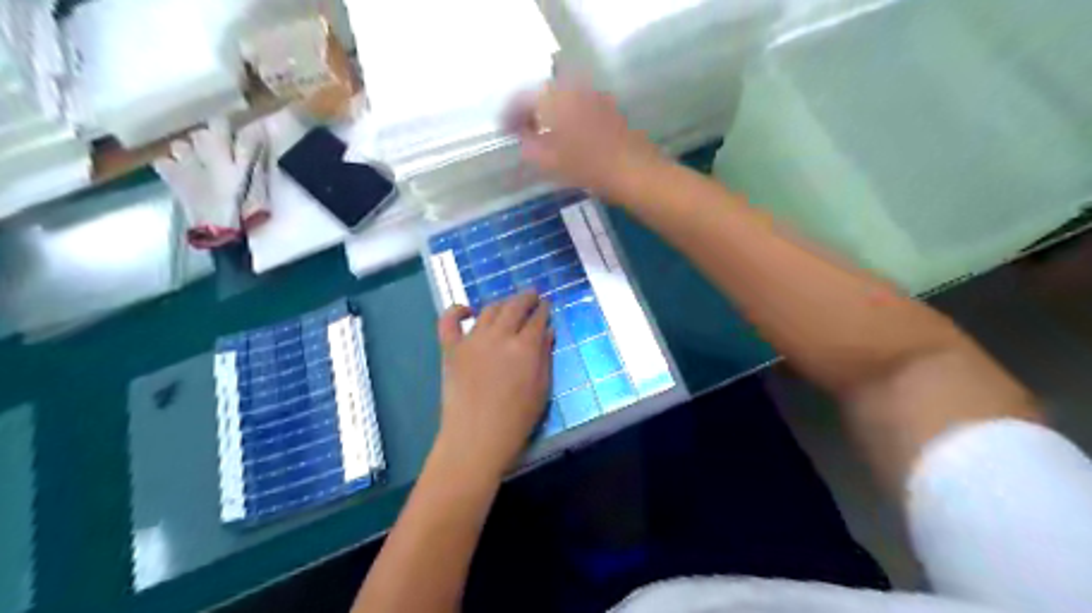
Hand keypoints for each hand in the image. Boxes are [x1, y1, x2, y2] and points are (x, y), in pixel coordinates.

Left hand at [434, 292, 551, 477]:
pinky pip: (449, 322)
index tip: (547, 305)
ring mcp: (472, 340)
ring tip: (508, 305)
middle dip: (526, 298)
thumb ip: (545, 357)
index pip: (537, 318)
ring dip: (502, 303)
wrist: (476, 438)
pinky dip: (456, 311)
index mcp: (525, 347)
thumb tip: (548, 332)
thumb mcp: (542, 389)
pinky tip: (466, 310)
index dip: (544, 309)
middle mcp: (499, 336)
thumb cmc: (517, 419)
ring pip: (489, 310)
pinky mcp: (451, 349)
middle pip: (514, 307)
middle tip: (532, 296)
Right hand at [506, 77, 665, 202]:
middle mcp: (573, 88)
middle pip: (543, 93)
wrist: (634, 172)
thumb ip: (529, 146)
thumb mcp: (548, 162)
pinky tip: (568, 135)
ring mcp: (594, 95)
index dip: (509, 114)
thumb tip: (523, 137)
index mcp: (553, 97)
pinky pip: (580, 105)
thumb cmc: (586, 167)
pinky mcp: (609, 107)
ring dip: (550, 111)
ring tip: (543, 133)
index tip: (503, 130)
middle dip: (530, 110)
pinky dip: (568, 115)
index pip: (522, 98)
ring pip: (563, 98)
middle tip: (522, 129)